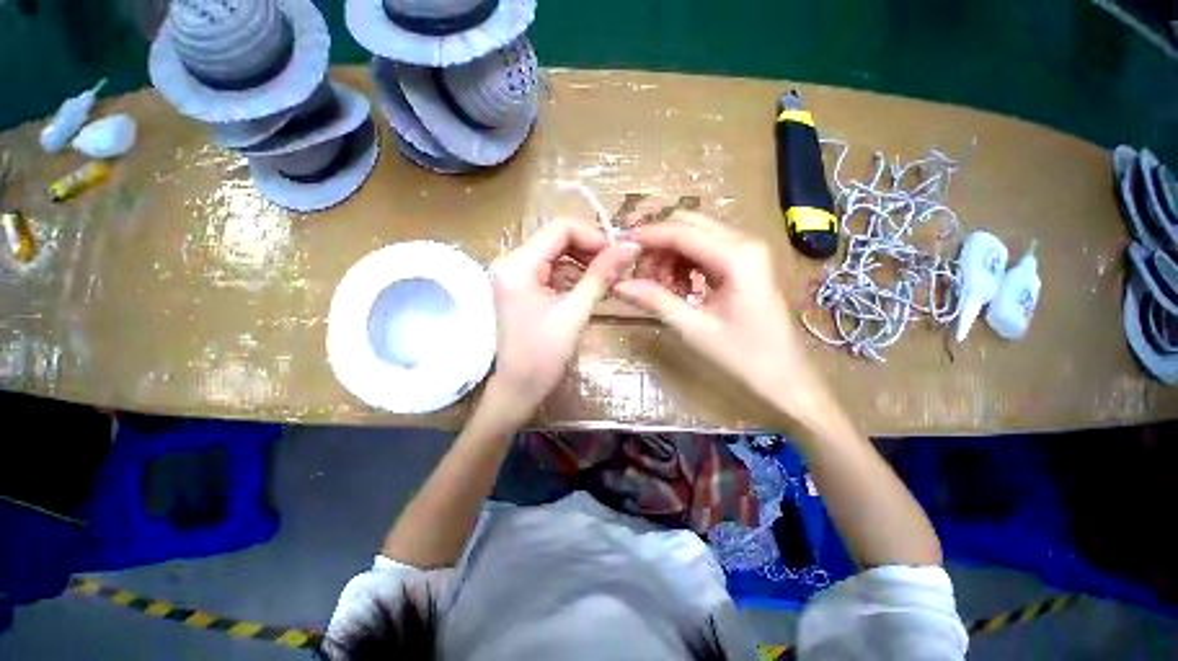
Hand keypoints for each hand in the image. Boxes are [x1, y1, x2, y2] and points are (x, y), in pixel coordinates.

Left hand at [487, 219, 639, 421]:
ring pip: (557, 255)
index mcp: (517, 265)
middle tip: (616, 270)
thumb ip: (601, 276)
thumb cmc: (543, 356)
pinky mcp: (522, 287)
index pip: (560, 228)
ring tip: (606, 283)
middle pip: (558, 239)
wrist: (518, 389)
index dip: (593, 236)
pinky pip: (552, 271)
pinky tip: (590, 290)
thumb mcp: (575, 313)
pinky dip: (573, 277)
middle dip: (589, 251)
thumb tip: (631, 245)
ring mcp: (515, 275)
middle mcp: (511, 262)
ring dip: (583, 264)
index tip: (618, 255)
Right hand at [613, 212, 833, 422]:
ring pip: (695, 236)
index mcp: (736, 256)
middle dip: (659, 246)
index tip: (619, 249)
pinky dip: (684, 265)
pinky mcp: (744, 264)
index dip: (646, 237)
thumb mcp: (693, 328)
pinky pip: (704, 251)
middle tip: (642, 278)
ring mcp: (746, 252)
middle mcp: (743, 243)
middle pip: (688, 225)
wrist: (785, 378)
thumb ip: (655, 300)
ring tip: (661, 290)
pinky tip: (679, 289)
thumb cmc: (744, 357)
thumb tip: (619, 285)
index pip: (680, 232)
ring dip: (670, 257)